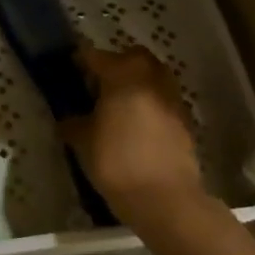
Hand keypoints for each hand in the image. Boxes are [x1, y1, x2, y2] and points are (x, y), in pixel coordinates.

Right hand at [64, 46, 206, 225]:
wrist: (166, 198)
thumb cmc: (117, 163)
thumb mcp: (83, 143)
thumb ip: (74, 123)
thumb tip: (68, 118)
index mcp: (122, 74)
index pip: (95, 56)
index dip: (80, 61)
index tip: (69, 70)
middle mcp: (150, 76)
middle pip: (130, 58)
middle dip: (114, 65)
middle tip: (97, 86)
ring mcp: (171, 95)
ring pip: (151, 75)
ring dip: (135, 83)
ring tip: (118, 106)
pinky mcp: (185, 117)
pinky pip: (162, 98)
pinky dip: (149, 102)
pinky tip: (137, 125)